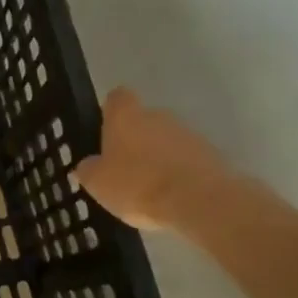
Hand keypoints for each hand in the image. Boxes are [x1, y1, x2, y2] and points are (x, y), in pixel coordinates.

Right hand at [73, 87, 259, 239]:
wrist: (198, 200)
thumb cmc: (137, 184)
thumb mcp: (97, 183)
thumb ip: (88, 170)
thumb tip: (86, 164)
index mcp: (126, 117)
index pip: (117, 98)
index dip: (111, 111)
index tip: (105, 130)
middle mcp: (158, 116)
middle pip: (143, 120)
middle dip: (134, 140)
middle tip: (124, 168)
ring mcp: (188, 133)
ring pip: (166, 140)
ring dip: (158, 157)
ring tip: (149, 188)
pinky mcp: (210, 154)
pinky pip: (186, 159)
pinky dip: (178, 173)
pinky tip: (171, 197)